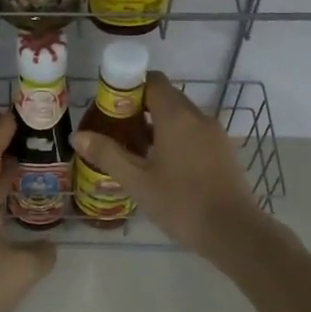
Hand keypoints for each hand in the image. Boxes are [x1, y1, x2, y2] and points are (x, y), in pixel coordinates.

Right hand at [70, 72, 271, 260]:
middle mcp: (198, 116)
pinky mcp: (223, 150)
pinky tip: (162, 164)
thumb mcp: (137, 181)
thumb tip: (77, 135)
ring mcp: (214, 133)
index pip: (153, 80)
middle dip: (141, 106)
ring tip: (136, 149)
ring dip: (158, 123)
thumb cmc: (181, 203)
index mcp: (176, 116)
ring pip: (182, 115)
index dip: (130, 86)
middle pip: (167, 96)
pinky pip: (195, 131)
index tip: (111, 105)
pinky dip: (176, 136)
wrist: (233, 231)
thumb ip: (107, 154)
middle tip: (117, 128)